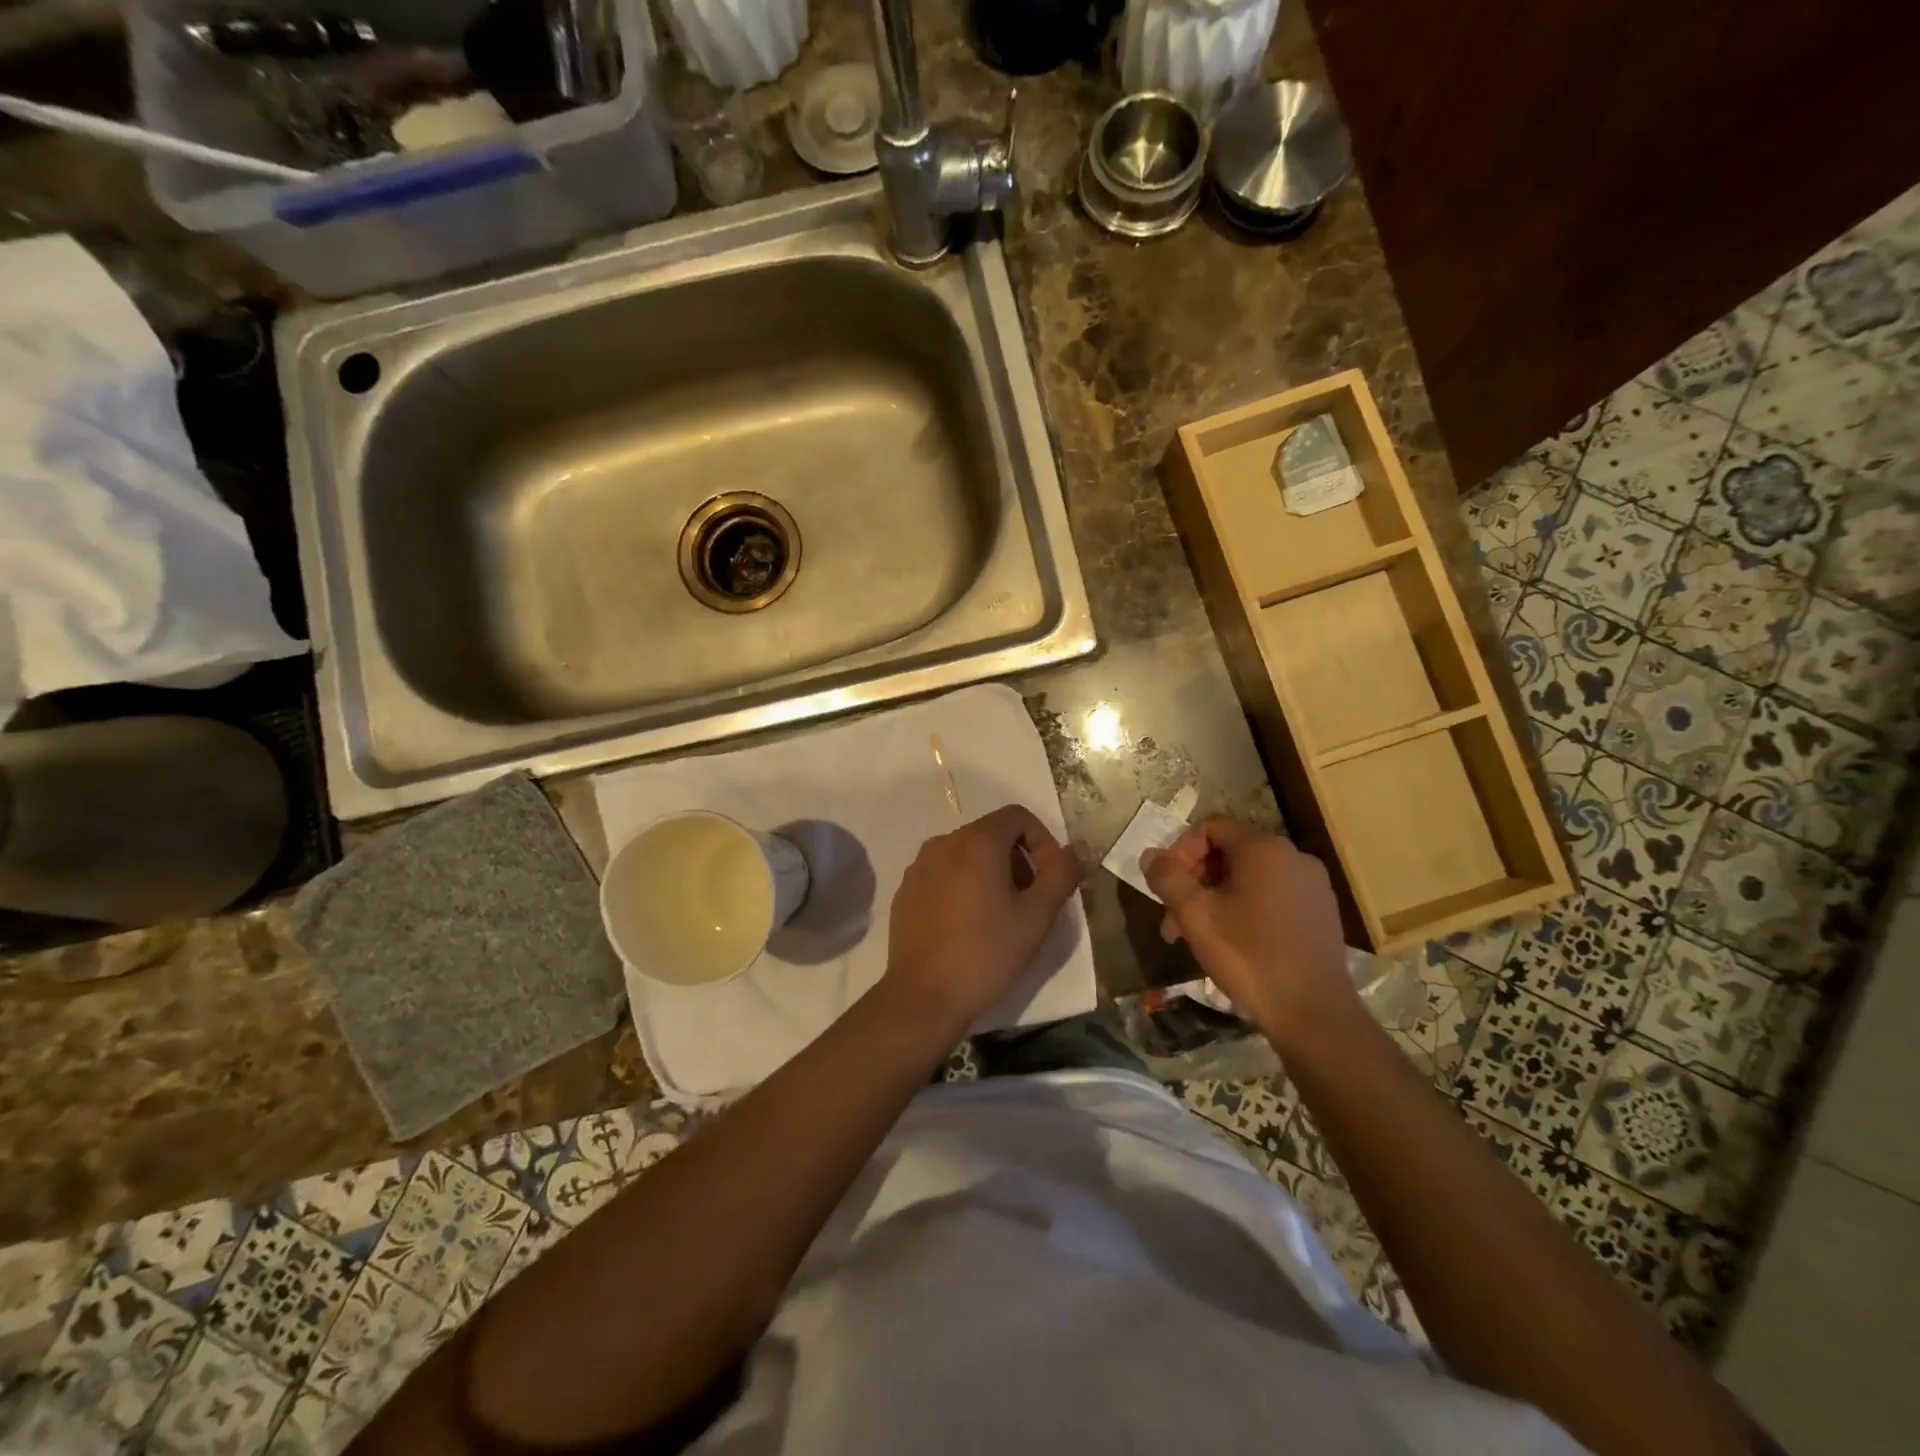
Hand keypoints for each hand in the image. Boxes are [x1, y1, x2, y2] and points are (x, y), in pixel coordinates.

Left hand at [884, 805, 1083, 1034]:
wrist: (924, 997)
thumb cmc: (987, 953)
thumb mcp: (1037, 916)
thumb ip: (1062, 874)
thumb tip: (1078, 850)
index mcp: (976, 842)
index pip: (1017, 816)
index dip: (1042, 841)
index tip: (1049, 878)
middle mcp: (943, 843)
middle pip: (991, 834)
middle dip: (1018, 859)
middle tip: (1029, 902)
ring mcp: (919, 866)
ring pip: (966, 854)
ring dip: (991, 873)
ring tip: (1000, 916)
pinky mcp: (906, 890)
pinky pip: (943, 873)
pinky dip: (963, 886)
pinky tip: (968, 925)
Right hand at [1142, 818, 1355, 1046]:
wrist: (1313, 1012)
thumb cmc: (1248, 955)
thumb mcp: (1195, 915)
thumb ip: (1167, 878)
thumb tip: (1151, 856)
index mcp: (1264, 849)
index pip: (1211, 828)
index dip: (1181, 851)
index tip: (1168, 886)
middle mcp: (1294, 857)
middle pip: (1230, 854)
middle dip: (1196, 881)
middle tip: (1175, 919)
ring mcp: (1313, 886)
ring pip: (1250, 878)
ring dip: (1217, 899)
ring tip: (1197, 937)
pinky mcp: (1322, 913)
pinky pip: (1273, 896)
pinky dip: (1246, 909)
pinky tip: (1234, 943)